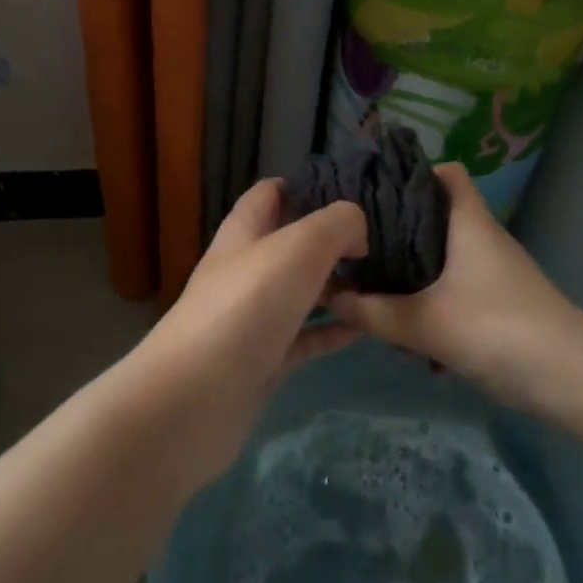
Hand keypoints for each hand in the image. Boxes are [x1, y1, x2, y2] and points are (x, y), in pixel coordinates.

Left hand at [131, 179, 366, 486]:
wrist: (197, 396)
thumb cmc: (247, 304)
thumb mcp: (299, 245)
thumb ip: (338, 224)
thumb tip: (357, 233)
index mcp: (245, 231)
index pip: (271, 193)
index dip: (307, 186)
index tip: (353, 192)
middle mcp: (247, 269)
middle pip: (292, 244)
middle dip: (334, 241)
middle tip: (384, 242)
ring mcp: (254, 317)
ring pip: (303, 292)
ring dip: (340, 287)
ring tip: (386, 281)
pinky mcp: (265, 360)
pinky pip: (307, 337)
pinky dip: (335, 330)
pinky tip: (369, 326)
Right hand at [329, 163, 582, 420]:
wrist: (575, 381)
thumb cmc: (499, 330)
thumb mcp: (426, 323)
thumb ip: (373, 312)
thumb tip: (330, 296)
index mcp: (469, 223)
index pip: (447, 173)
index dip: (413, 174)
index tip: (373, 194)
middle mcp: (484, 239)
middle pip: (436, 219)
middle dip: (398, 234)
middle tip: (357, 248)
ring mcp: (495, 274)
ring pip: (443, 262)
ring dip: (412, 279)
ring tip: (374, 296)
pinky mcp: (500, 305)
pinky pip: (455, 293)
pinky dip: (433, 309)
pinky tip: (412, 340)